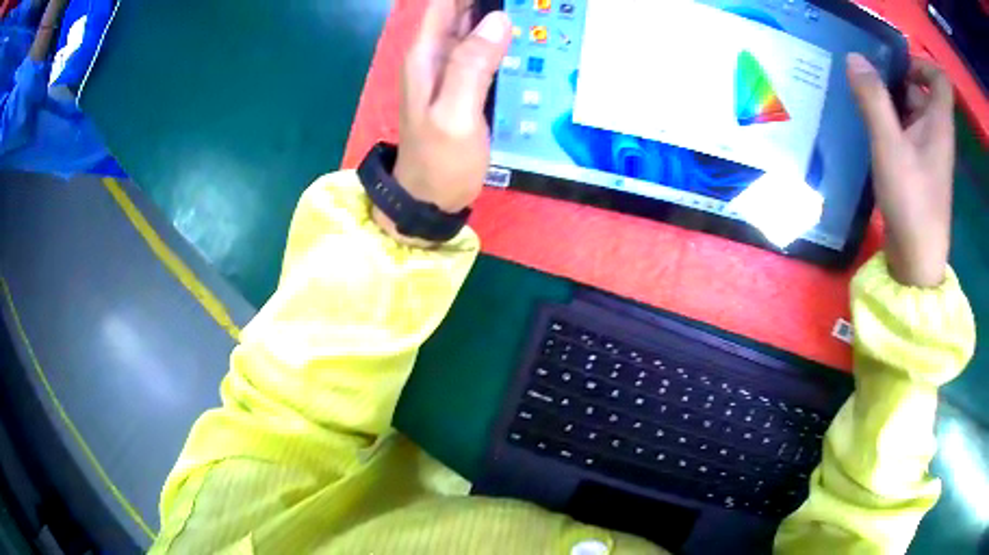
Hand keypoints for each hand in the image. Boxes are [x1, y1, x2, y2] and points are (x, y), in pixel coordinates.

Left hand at [373, 0, 510, 244]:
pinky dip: (503, 38)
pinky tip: (525, 35)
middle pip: (461, 9)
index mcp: (427, 55)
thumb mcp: (456, 115)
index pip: (445, 3)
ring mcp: (451, 69)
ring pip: (474, 27)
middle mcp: (436, 55)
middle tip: (528, 4)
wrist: (429, 199)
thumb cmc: (440, 162)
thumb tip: (499, 19)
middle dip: (490, 2)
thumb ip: (472, 66)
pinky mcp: (466, 83)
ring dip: (498, 14)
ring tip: (530, 11)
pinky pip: (485, 50)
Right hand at [846, 54, 954, 286]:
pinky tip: (869, 126)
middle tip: (868, 79)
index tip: (898, 66)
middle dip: (896, 78)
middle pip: (922, 89)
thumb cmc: (912, 203)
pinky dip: (889, 121)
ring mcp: (928, 150)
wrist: (916, 261)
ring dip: (889, 100)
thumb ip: (873, 100)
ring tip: (862, 100)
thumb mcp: (889, 147)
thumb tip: (854, 57)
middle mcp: (937, 132)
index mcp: (939, 123)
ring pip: (911, 109)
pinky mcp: (918, 165)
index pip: (940, 79)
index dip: (922, 64)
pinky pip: (905, 129)